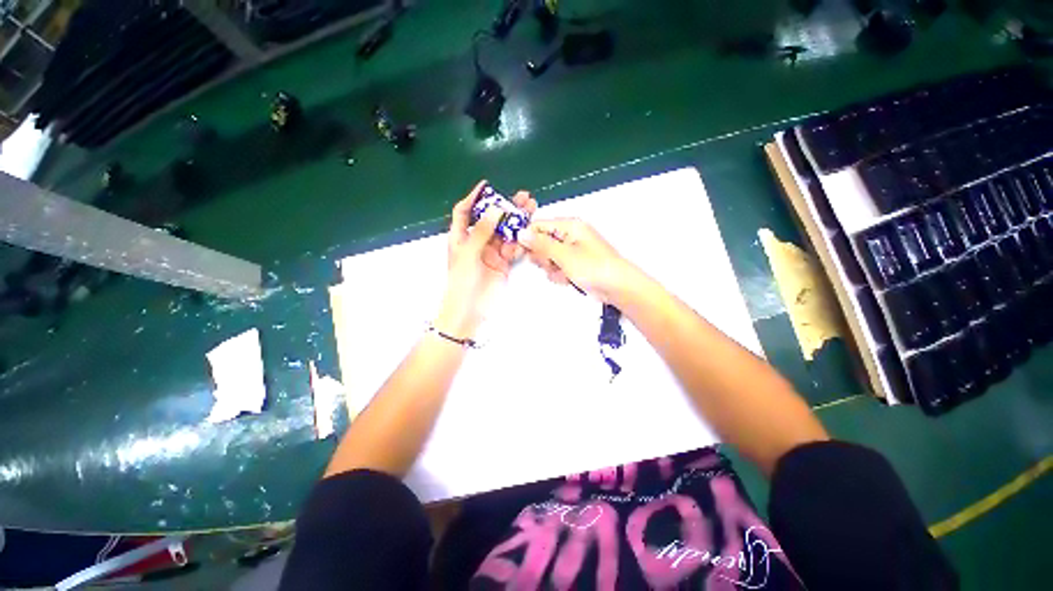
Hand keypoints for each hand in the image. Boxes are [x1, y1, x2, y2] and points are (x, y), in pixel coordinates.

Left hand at [436, 181, 537, 336]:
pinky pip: (513, 248)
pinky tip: (529, 232)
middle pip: (491, 219)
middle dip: (505, 207)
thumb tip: (496, 208)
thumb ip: (482, 231)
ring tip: (532, 208)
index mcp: (461, 237)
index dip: (474, 197)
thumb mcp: (469, 254)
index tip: (487, 185)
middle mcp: (477, 242)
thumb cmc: (462, 281)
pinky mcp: (504, 263)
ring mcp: (492, 253)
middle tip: (523, 197)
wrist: (470, 311)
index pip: (465, 212)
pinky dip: (521, 240)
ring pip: (505, 232)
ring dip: (517, 221)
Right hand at [519, 218, 638, 302]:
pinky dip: (560, 275)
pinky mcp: (575, 264)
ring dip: (552, 268)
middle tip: (551, 264)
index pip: (539, 226)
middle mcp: (570, 235)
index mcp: (569, 226)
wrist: (617, 287)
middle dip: (543, 257)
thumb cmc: (594, 267)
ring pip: (548, 258)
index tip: (521, 252)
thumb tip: (521, 233)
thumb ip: (541, 244)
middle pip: (542, 243)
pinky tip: (568, 279)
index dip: (528, 239)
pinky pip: (558, 267)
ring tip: (564, 273)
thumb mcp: (564, 255)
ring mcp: (573, 251)